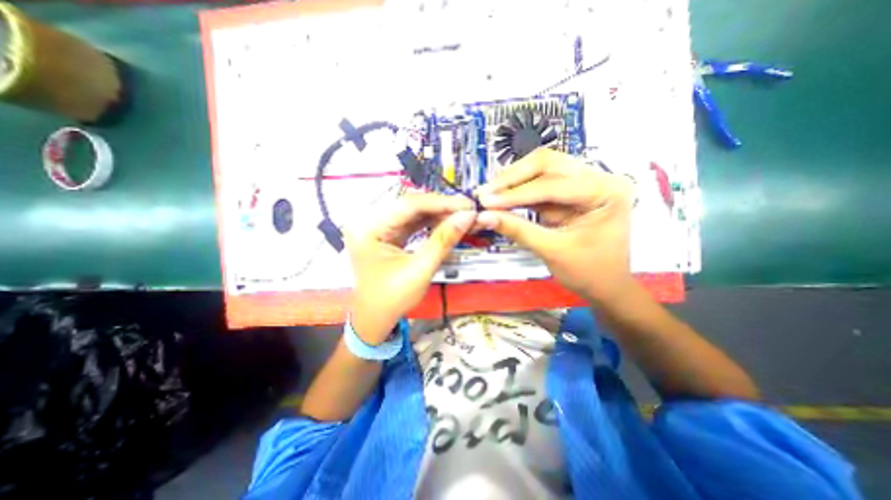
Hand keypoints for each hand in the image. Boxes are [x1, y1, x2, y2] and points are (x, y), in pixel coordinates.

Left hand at [343, 191, 475, 342]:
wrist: (375, 318)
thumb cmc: (392, 299)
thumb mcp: (419, 270)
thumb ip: (443, 240)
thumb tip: (468, 216)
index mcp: (368, 227)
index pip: (409, 204)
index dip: (441, 203)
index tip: (467, 204)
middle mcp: (370, 221)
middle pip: (411, 205)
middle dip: (441, 207)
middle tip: (468, 209)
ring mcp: (378, 226)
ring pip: (413, 212)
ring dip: (438, 213)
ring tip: (462, 215)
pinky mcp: (387, 233)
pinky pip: (412, 222)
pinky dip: (431, 222)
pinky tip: (447, 222)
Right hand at [477, 149, 636, 305]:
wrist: (606, 286)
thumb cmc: (589, 272)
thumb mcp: (552, 251)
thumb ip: (517, 230)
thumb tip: (483, 216)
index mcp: (606, 191)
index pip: (553, 185)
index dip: (516, 194)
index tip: (486, 201)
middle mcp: (598, 178)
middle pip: (548, 163)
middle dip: (513, 177)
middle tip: (486, 191)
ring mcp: (584, 182)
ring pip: (542, 169)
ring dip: (513, 181)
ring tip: (489, 193)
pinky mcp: (570, 192)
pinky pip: (540, 184)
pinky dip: (519, 191)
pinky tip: (501, 196)